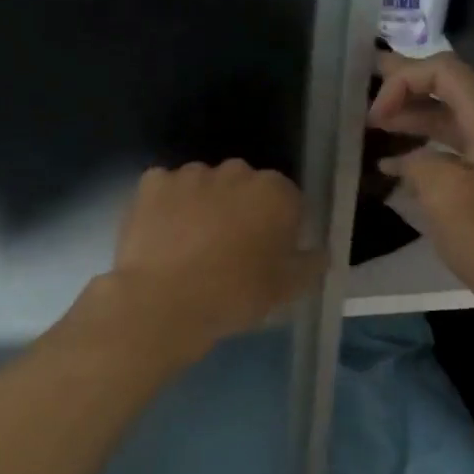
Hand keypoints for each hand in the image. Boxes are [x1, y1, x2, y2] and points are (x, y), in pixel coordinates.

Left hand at [109, 160, 324, 353]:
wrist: (164, 302)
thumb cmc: (235, 294)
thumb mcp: (286, 289)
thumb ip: (309, 265)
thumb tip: (319, 252)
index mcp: (276, 192)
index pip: (288, 200)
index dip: (280, 226)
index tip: (269, 253)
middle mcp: (237, 172)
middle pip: (246, 186)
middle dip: (242, 209)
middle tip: (232, 249)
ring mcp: (192, 174)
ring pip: (205, 184)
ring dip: (205, 204)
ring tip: (193, 245)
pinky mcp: (153, 183)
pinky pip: (168, 189)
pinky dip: (168, 205)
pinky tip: (164, 235)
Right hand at [368, 52, 473, 322]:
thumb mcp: (445, 194)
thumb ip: (418, 162)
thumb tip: (407, 161)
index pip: (444, 71)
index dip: (404, 80)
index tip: (374, 115)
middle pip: (446, 90)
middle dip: (405, 88)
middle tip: (364, 92)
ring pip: (446, 123)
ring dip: (410, 120)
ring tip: (372, 129)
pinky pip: (449, 154)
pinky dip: (420, 153)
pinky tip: (391, 169)